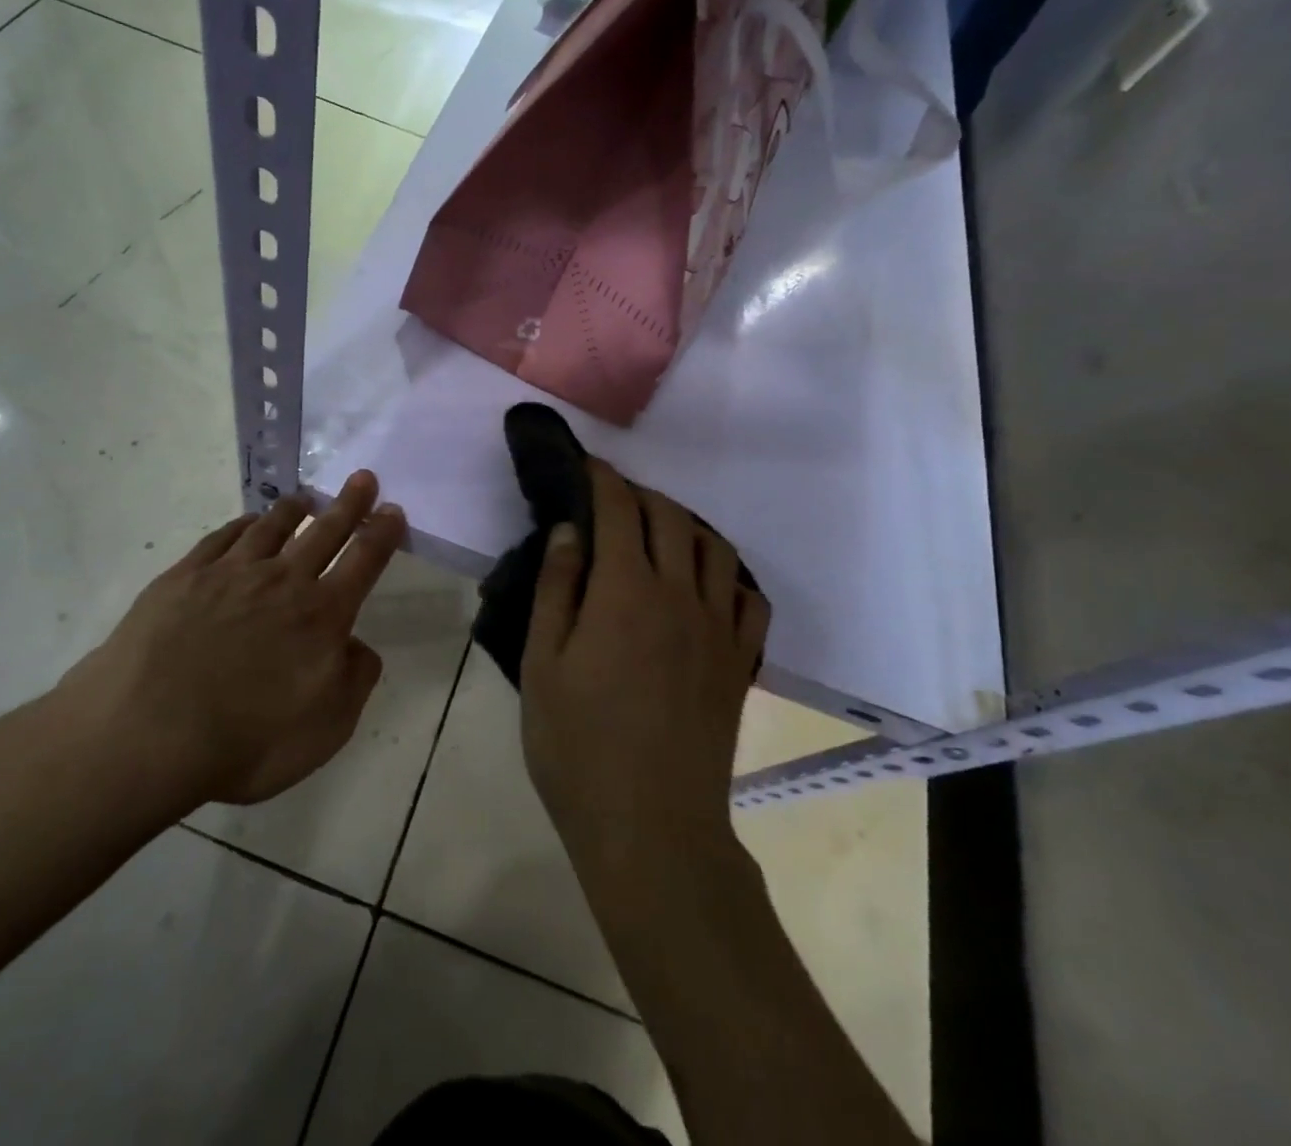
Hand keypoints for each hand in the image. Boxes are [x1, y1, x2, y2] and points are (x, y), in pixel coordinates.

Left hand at [56, 471, 405, 808]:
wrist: (147, 734)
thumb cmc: (246, 742)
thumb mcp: (326, 730)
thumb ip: (355, 681)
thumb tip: (357, 646)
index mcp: (322, 615)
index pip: (363, 561)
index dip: (382, 533)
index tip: (393, 510)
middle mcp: (282, 582)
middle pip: (324, 531)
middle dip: (349, 504)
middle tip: (362, 478)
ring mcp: (230, 574)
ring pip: (272, 527)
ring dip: (294, 509)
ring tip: (306, 497)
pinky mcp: (185, 576)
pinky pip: (223, 537)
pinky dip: (243, 524)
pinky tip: (247, 522)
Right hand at [519, 458, 769, 868]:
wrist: (650, 825)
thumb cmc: (578, 745)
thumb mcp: (542, 663)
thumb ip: (557, 588)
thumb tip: (570, 530)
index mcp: (626, 591)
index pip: (620, 510)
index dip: (603, 480)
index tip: (588, 465)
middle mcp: (680, 595)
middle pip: (671, 519)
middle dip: (642, 495)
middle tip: (615, 497)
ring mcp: (718, 630)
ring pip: (715, 550)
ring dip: (686, 525)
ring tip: (661, 531)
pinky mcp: (739, 663)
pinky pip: (748, 599)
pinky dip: (727, 575)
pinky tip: (708, 584)